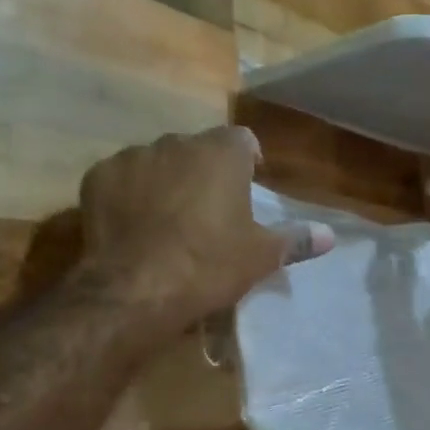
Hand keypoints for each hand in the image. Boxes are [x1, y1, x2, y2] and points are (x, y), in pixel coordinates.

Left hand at [75, 127, 333, 326]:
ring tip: (168, 219)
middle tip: (209, 210)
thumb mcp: (262, 256)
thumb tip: (331, 236)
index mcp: (222, 152)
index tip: (248, 187)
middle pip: (198, 149)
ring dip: (167, 180)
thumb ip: (297, 239)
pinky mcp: (97, 177)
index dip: (248, 161)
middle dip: (205, 171)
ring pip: (158, 161)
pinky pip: (122, 178)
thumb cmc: (209, 264)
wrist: (135, 288)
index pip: (243, 140)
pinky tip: (133, 225)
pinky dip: (130, 193)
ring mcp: (133, 157)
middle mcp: (177, 142)